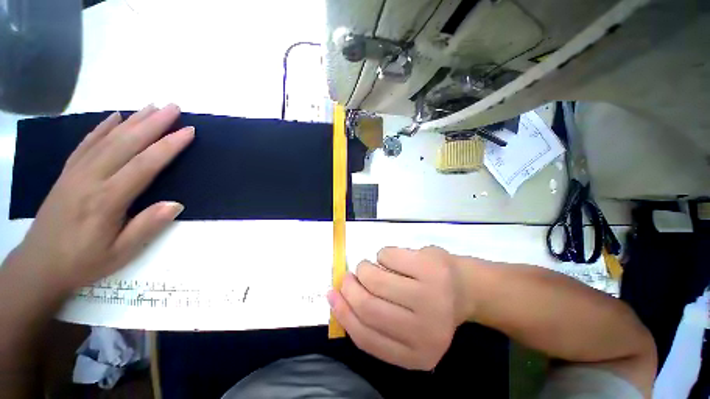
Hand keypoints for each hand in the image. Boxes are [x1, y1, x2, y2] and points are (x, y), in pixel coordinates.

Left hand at [12, 104, 193, 291]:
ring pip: (108, 139)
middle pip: (126, 144)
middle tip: (174, 107)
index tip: (188, 131)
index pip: (144, 165)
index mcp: (106, 200)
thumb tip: (176, 204)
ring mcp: (76, 172)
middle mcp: (90, 179)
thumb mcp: (121, 253)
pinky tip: (115, 117)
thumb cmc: (84, 262)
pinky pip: (87, 144)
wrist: (39, 265)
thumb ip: (147, 226)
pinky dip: (102, 127)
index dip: (168, 146)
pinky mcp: (67, 172)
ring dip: (133, 120)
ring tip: (152, 106)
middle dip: (153, 123)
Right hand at [328, 246, 470, 369]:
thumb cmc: (430, 306)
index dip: (343, 314)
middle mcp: (424, 331)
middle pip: (368, 306)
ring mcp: (429, 296)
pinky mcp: (430, 267)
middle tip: (348, 276)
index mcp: (416, 354)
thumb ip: (376, 321)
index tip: (332, 295)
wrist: (467, 287)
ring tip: (369, 266)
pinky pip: (387, 255)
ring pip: (375, 277)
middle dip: (350, 287)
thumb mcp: (405, 326)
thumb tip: (338, 298)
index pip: (366, 337)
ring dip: (364, 268)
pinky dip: (381, 254)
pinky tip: (391, 258)